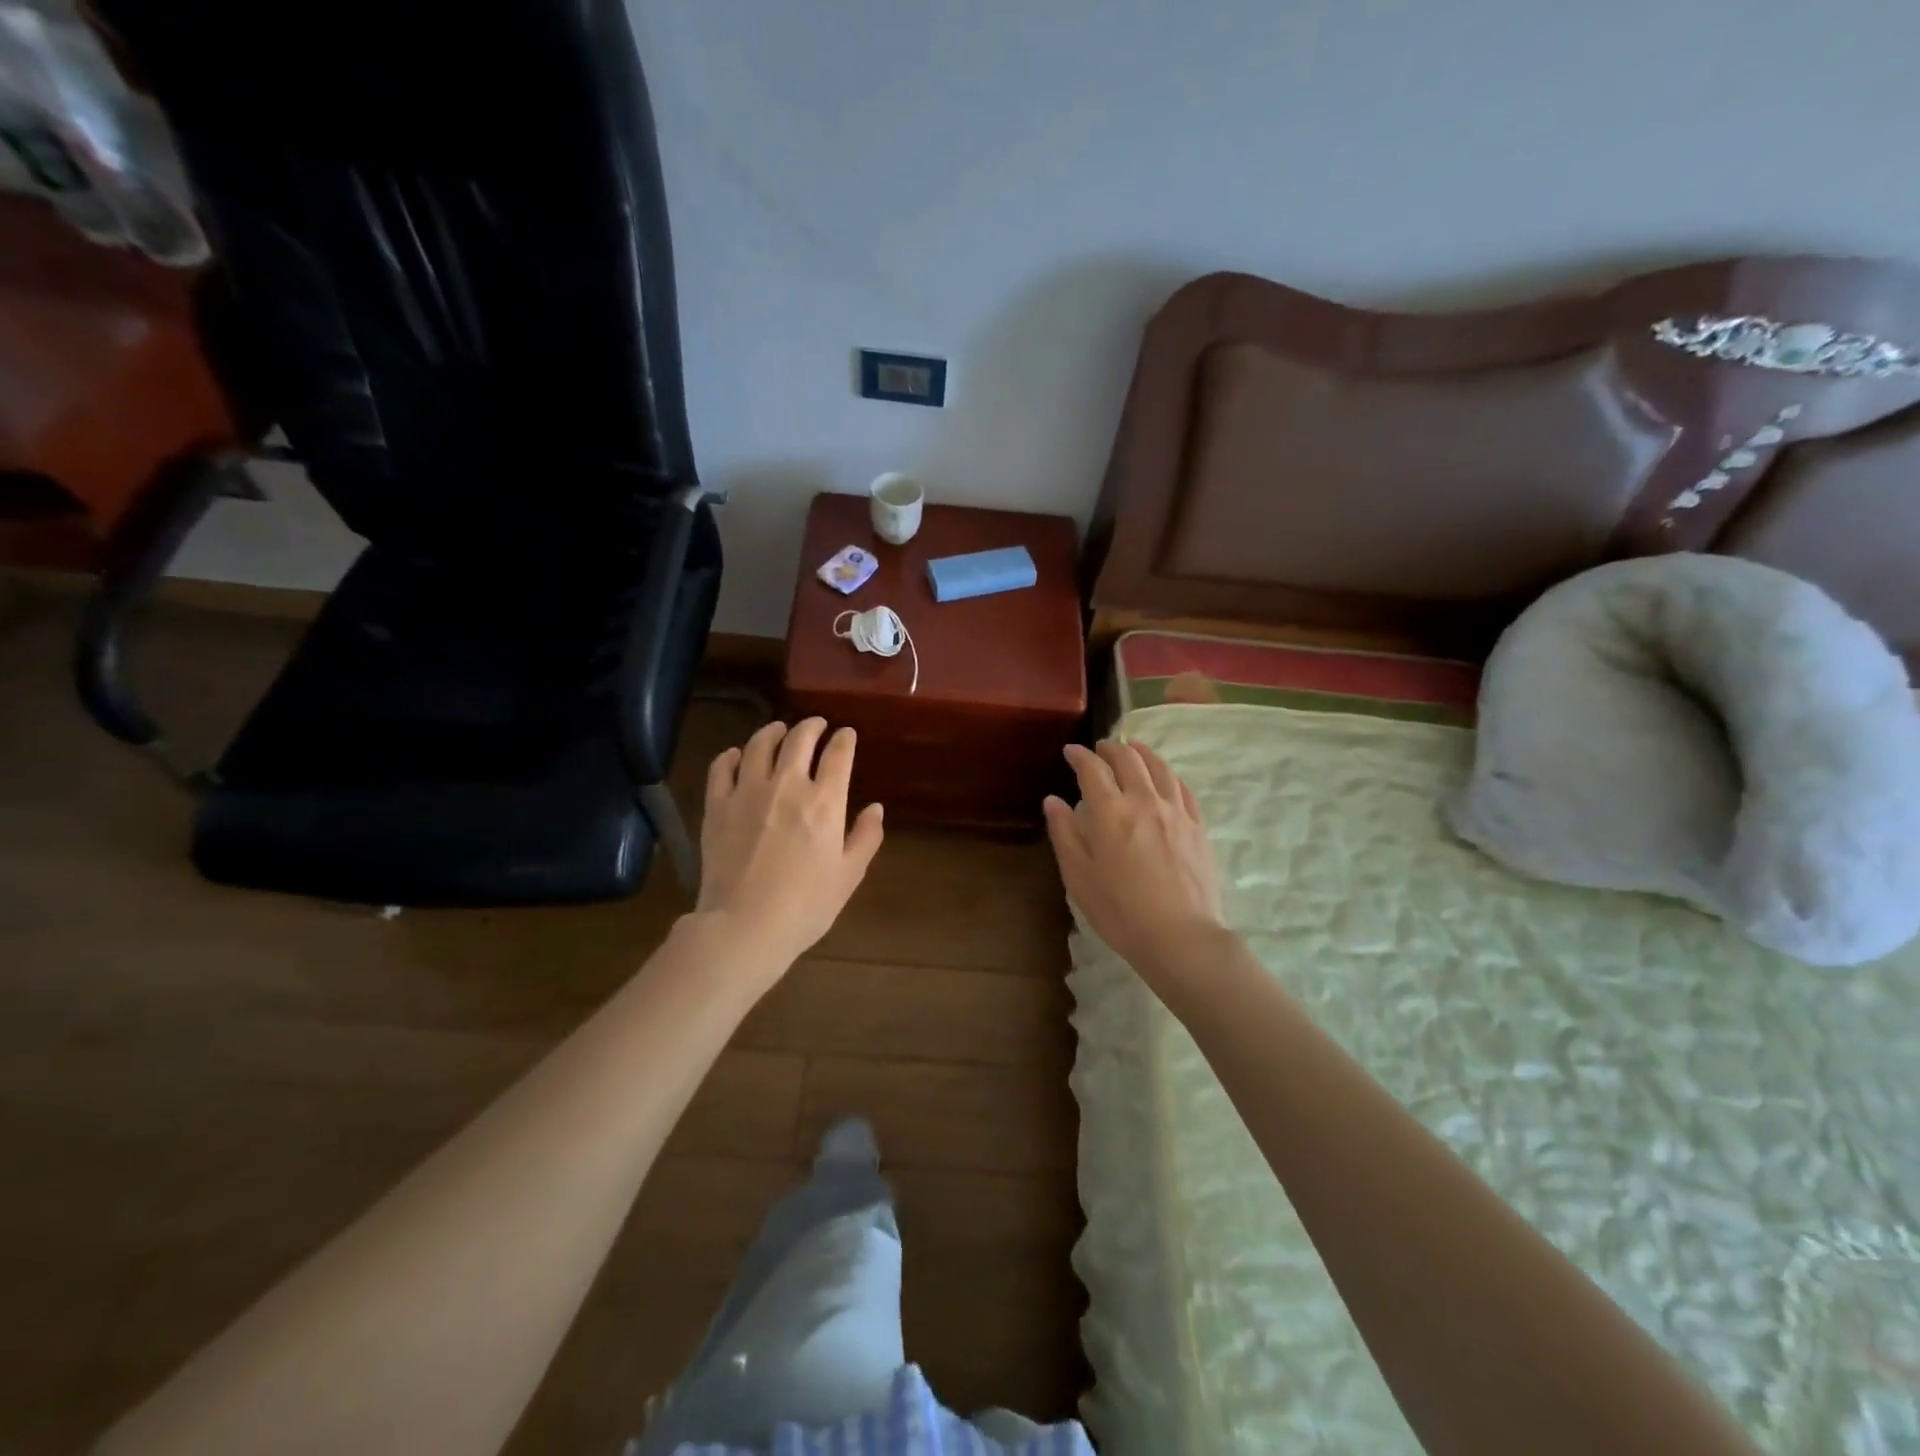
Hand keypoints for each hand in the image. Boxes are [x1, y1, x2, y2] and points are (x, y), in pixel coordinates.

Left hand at [696, 719, 884, 970]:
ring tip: (778, 730)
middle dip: (812, 726)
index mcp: (824, 802)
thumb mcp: (849, 876)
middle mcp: (787, 785)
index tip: (847, 734)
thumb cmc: (805, 906)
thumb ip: (866, 837)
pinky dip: (732, 755)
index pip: (838, 754)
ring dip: (773, 731)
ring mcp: (747, 792)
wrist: (744, 926)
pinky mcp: (717, 805)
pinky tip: (737, 755)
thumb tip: (875, 808)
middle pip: (799, 739)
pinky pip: (722, 766)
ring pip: (759, 744)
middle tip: (817, 725)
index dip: (844, 739)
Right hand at [1044, 740, 1226, 981]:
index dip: (1079, 755)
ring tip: (1133, 750)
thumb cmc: (1120, 911)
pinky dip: (1168, 775)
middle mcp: (1144, 800)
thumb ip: (1064, 833)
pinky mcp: (1197, 826)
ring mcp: (1175, 811)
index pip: (1092, 769)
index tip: (1070, 751)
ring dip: (1142, 752)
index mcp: (1110, 812)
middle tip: (1100, 750)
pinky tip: (1164, 779)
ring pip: (1159, 767)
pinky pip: (1182, 788)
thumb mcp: (1079, 877)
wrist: (1180, 936)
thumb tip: (1053, 800)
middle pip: (1129, 759)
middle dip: (1111, 749)